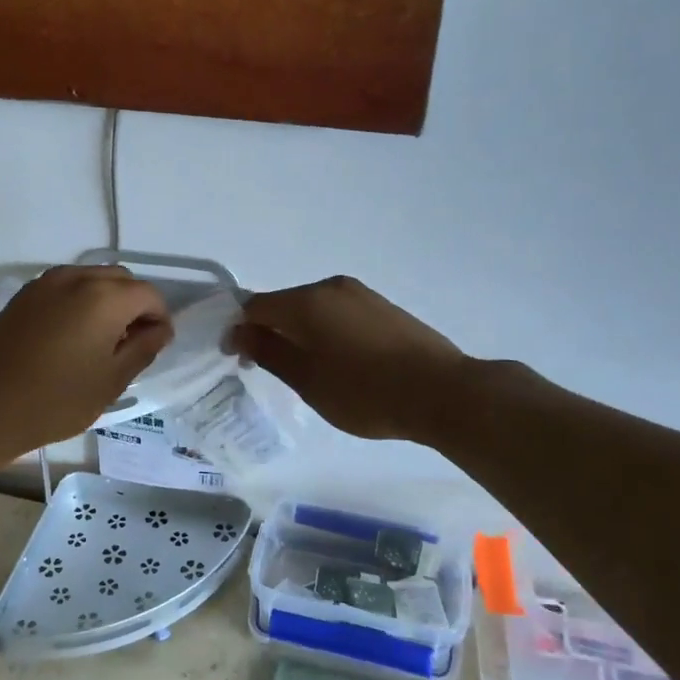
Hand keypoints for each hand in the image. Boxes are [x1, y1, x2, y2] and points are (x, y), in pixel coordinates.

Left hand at [0, 265, 171, 458]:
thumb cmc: (54, 401)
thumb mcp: (111, 382)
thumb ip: (143, 349)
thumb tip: (159, 329)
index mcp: (105, 297)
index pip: (149, 295)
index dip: (159, 319)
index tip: (154, 348)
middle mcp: (77, 277)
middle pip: (121, 280)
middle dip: (134, 306)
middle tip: (130, 346)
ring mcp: (45, 282)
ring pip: (92, 279)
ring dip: (106, 301)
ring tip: (100, 342)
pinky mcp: (22, 295)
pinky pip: (65, 287)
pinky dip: (79, 302)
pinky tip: (71, 337)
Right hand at [232, 276, 471, 442]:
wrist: (442, 392)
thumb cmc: (365, 391)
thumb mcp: (307, 379)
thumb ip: (268, 352)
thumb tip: (239, 333)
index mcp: (307, 301)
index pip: (256, 306)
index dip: (239, 331)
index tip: (236, 361)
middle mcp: (331, 287)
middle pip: (284, 304)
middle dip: (268, 332)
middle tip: (267, 369)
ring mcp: (361, 294)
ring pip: (312, 309)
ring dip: (298, 333)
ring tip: (305, 370)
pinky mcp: (383, 307)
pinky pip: (337, 313)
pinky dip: (324, 332)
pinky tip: (337, 362)